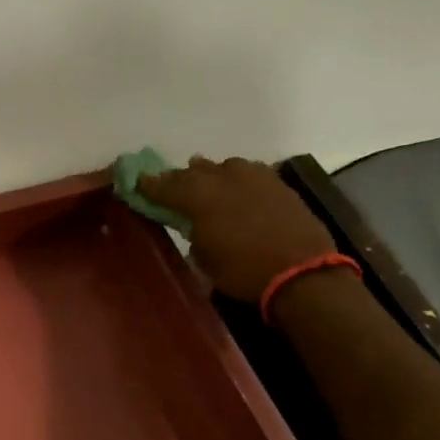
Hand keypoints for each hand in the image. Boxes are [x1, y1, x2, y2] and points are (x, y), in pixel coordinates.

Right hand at [138, 155, 337, 302]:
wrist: (301, 271)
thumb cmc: (243, 272)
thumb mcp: (204, 259)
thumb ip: (192, 233)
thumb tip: (192, 224)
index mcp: (196, 195)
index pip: (162, 184)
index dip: (148, 185)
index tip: (138, 184)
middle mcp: (221, 175)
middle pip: (192, 171)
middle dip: (180, 179)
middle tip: (172, 188)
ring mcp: (252, 174)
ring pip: (222, 167)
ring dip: (212, 176)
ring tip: (208, 187)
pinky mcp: (276, 181)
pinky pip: (248, 173)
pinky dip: (238, 181)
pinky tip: (239, 192)